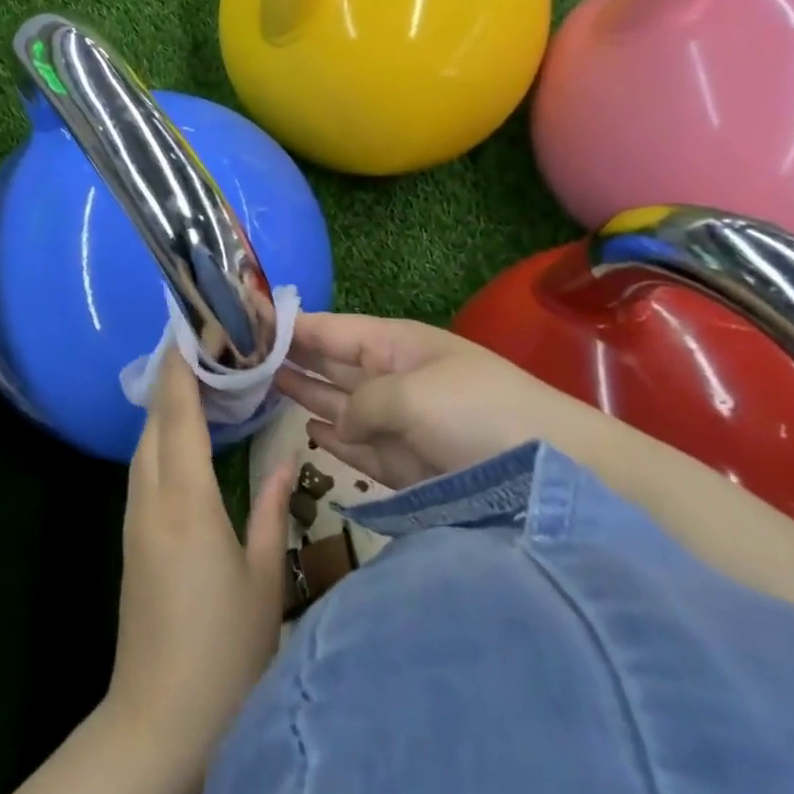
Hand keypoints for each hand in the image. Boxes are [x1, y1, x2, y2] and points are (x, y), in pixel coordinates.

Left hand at [105, 348, 292, 764]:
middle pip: (154, 420)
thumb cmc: (225, 654)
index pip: (179, 412)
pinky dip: (162, 437)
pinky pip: (144, 468)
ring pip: (145, 443)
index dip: (182, 366)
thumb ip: (270, 511)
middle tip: (204, 345)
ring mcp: (135, 519)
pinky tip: (185, 437)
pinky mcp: (132, 540)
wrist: (159, 725)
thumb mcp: (264, 579)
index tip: (192, 327)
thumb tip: (284, 460)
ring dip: (165, 406)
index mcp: (185, 500)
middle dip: (172, 376)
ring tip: (198, 379)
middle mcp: (151, 498)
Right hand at [277, 313, 604, 490]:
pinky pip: (359, 447)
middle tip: (241, 355)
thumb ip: (359, 405)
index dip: (291, 324)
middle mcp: (392, 378)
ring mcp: (399, 422)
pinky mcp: (407, 465)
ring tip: (261, 386)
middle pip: (330, 364)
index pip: (331, 329)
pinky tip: (309, 431)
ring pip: (339, 405)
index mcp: (395, 345)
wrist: (552, 475)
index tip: (247, 317)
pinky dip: (335, 441)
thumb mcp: (412, 394)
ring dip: (305, 396)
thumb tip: (338, 426)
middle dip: (290, 358)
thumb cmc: (478, 414)